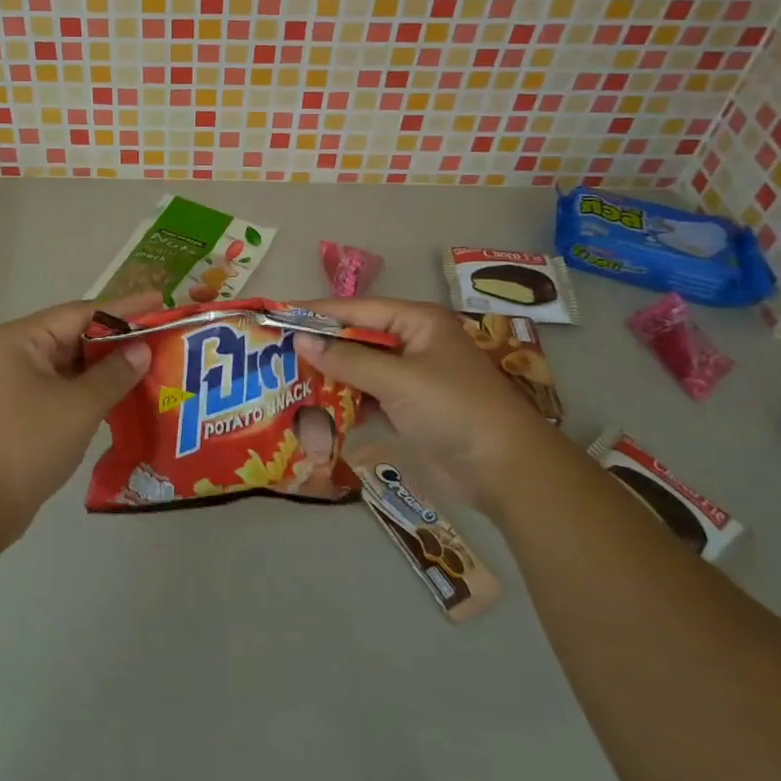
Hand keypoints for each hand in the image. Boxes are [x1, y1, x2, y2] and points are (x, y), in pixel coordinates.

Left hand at [0, 295, 155, 541]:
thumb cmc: (27, 443)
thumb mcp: (79, 406)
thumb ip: (115, 374)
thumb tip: (141, 349)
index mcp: (22, 339)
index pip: (82, 312)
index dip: (125, 308)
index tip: (160, 300)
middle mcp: (15, 353)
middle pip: (76, 335)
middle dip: (119, 339)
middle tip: (162, 338)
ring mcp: (15, 383)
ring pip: (71, 365)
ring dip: (107, 367)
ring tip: (151, 366)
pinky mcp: (20, 411)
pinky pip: (63, 389)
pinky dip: (91, 390)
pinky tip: (123, 397)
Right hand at [295, 297, 550, 506]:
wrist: (505, 471)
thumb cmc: (454, 409)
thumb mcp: (398, 380)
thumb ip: (348, 360)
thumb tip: (301, 339)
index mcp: (417, 322)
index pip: (357, 309)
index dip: (317, 312)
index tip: (277, 316)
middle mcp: (412, 344)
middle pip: (356, 338)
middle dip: (320, 345)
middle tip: (274, 350)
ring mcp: (410, 379)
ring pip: (359, 370)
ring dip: (329, 376)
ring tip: (284, 378)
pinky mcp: (408, 410)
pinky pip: (367, 397)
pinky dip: (343, 402)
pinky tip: (313, 408)